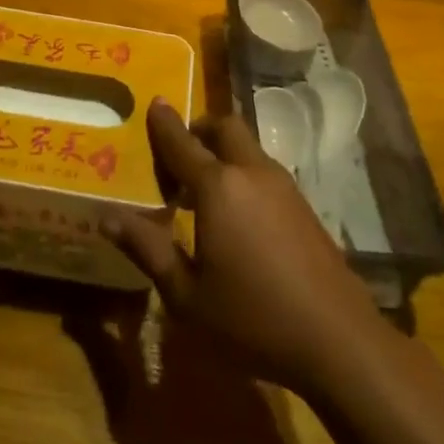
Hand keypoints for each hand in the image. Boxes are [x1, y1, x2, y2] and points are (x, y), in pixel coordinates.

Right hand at [104, 101, 385, 395]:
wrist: (338, 340)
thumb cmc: (252, 318)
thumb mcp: (187, 293)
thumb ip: (147, 249)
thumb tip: (105, 218)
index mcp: (218, 188)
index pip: (182, 143)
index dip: (164, 123)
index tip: (154, 102)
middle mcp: (252, 174)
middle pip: (225, 128)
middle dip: (199, 129)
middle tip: (179, 155)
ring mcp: (284, 187)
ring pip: (248, 148)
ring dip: (222, 152)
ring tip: (201, 191)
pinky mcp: (304, 205)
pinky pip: (264, 170)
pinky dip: (242, 172)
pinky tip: (236, 215)